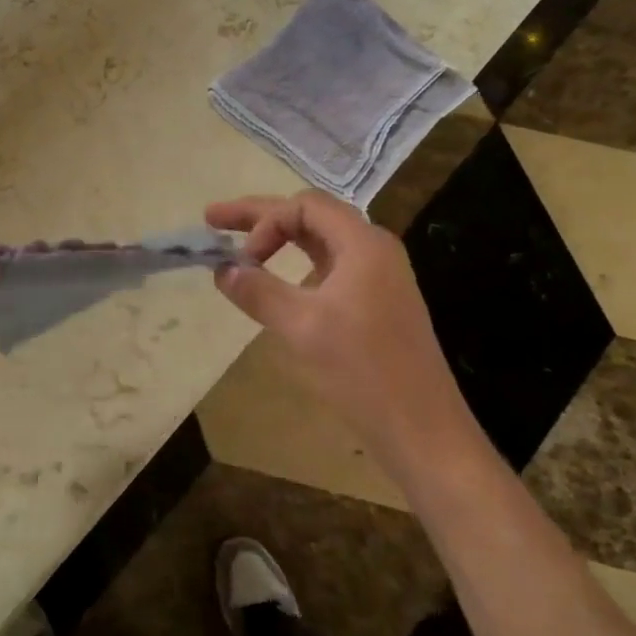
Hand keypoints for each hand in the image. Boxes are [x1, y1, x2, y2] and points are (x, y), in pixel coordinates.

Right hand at [205, 192, 474, 470]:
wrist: (422, 429)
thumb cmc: (362, 370)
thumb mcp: (301, 327)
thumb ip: (258, 291)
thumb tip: (222, 269)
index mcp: (363, 244)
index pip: (304, 207)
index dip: (265, 222)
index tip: (242, 260)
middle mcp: (373, 251)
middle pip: (310, 216)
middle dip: (261, 217)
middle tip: (213, 218)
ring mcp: (377, 278)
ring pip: (319, 242)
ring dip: (278, 239)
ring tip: (240, 244)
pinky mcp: (375, 304)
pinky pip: (328, 267)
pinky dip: (296, 264)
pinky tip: (277, 280)